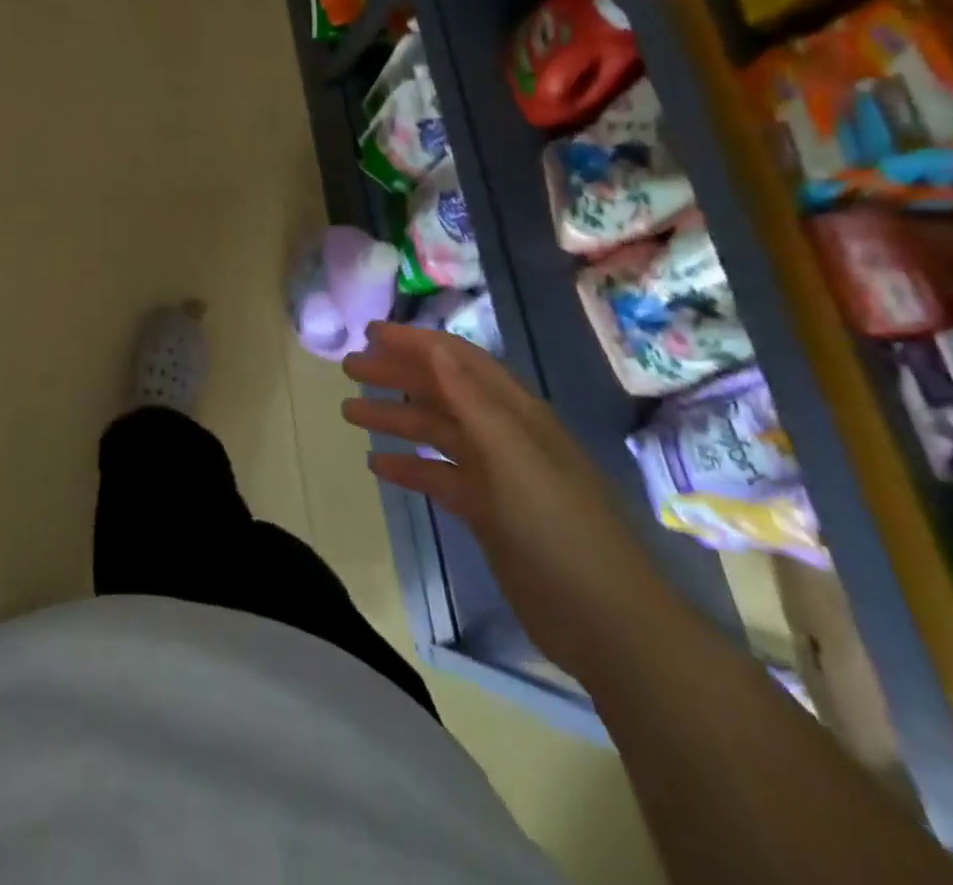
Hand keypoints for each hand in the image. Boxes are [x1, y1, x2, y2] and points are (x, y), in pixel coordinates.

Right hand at [342, 323, 693, 682]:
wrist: (604, 621)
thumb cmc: (557, 527)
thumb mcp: (512, 456)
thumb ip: (472, 400)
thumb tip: (435, 346)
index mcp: (515, 413)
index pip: (459, 361)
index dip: (417, 342)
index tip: (370, 332)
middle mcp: (503, 435)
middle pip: (441, 392)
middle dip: (396, 375)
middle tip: (348, 368)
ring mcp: (494, 475)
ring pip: (435, 432)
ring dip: (395, 418)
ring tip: (349, 413)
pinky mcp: (486, 511)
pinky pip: (438, 476)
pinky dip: (408, 467)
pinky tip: (376, 466)